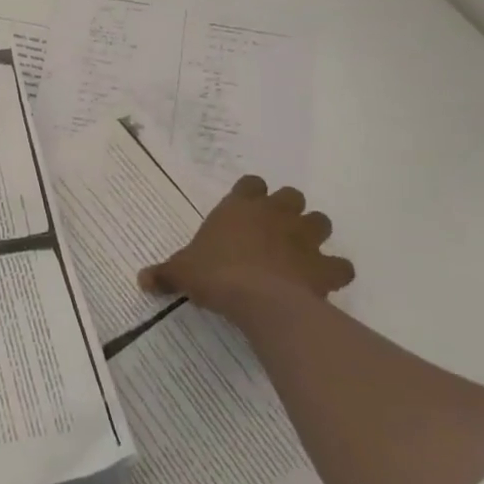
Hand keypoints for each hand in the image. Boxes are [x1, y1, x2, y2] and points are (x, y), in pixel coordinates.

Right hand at [139, 175, 352, 315]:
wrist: (258, 299)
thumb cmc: (215, 274)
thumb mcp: (182, 272)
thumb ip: (165, 273)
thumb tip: (141, 280)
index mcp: (239, 206)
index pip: (251, 183)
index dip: (250, 194)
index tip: (244, 210)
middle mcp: (274, 213)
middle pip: (291, 196)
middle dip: (287, 210)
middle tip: (274, 231)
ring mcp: (303, 237)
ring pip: (320, 221)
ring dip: (313, 233)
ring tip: (301, 252)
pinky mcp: (324, 266)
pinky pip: (341, 265)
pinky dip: (335, 271)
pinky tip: (323, 282)